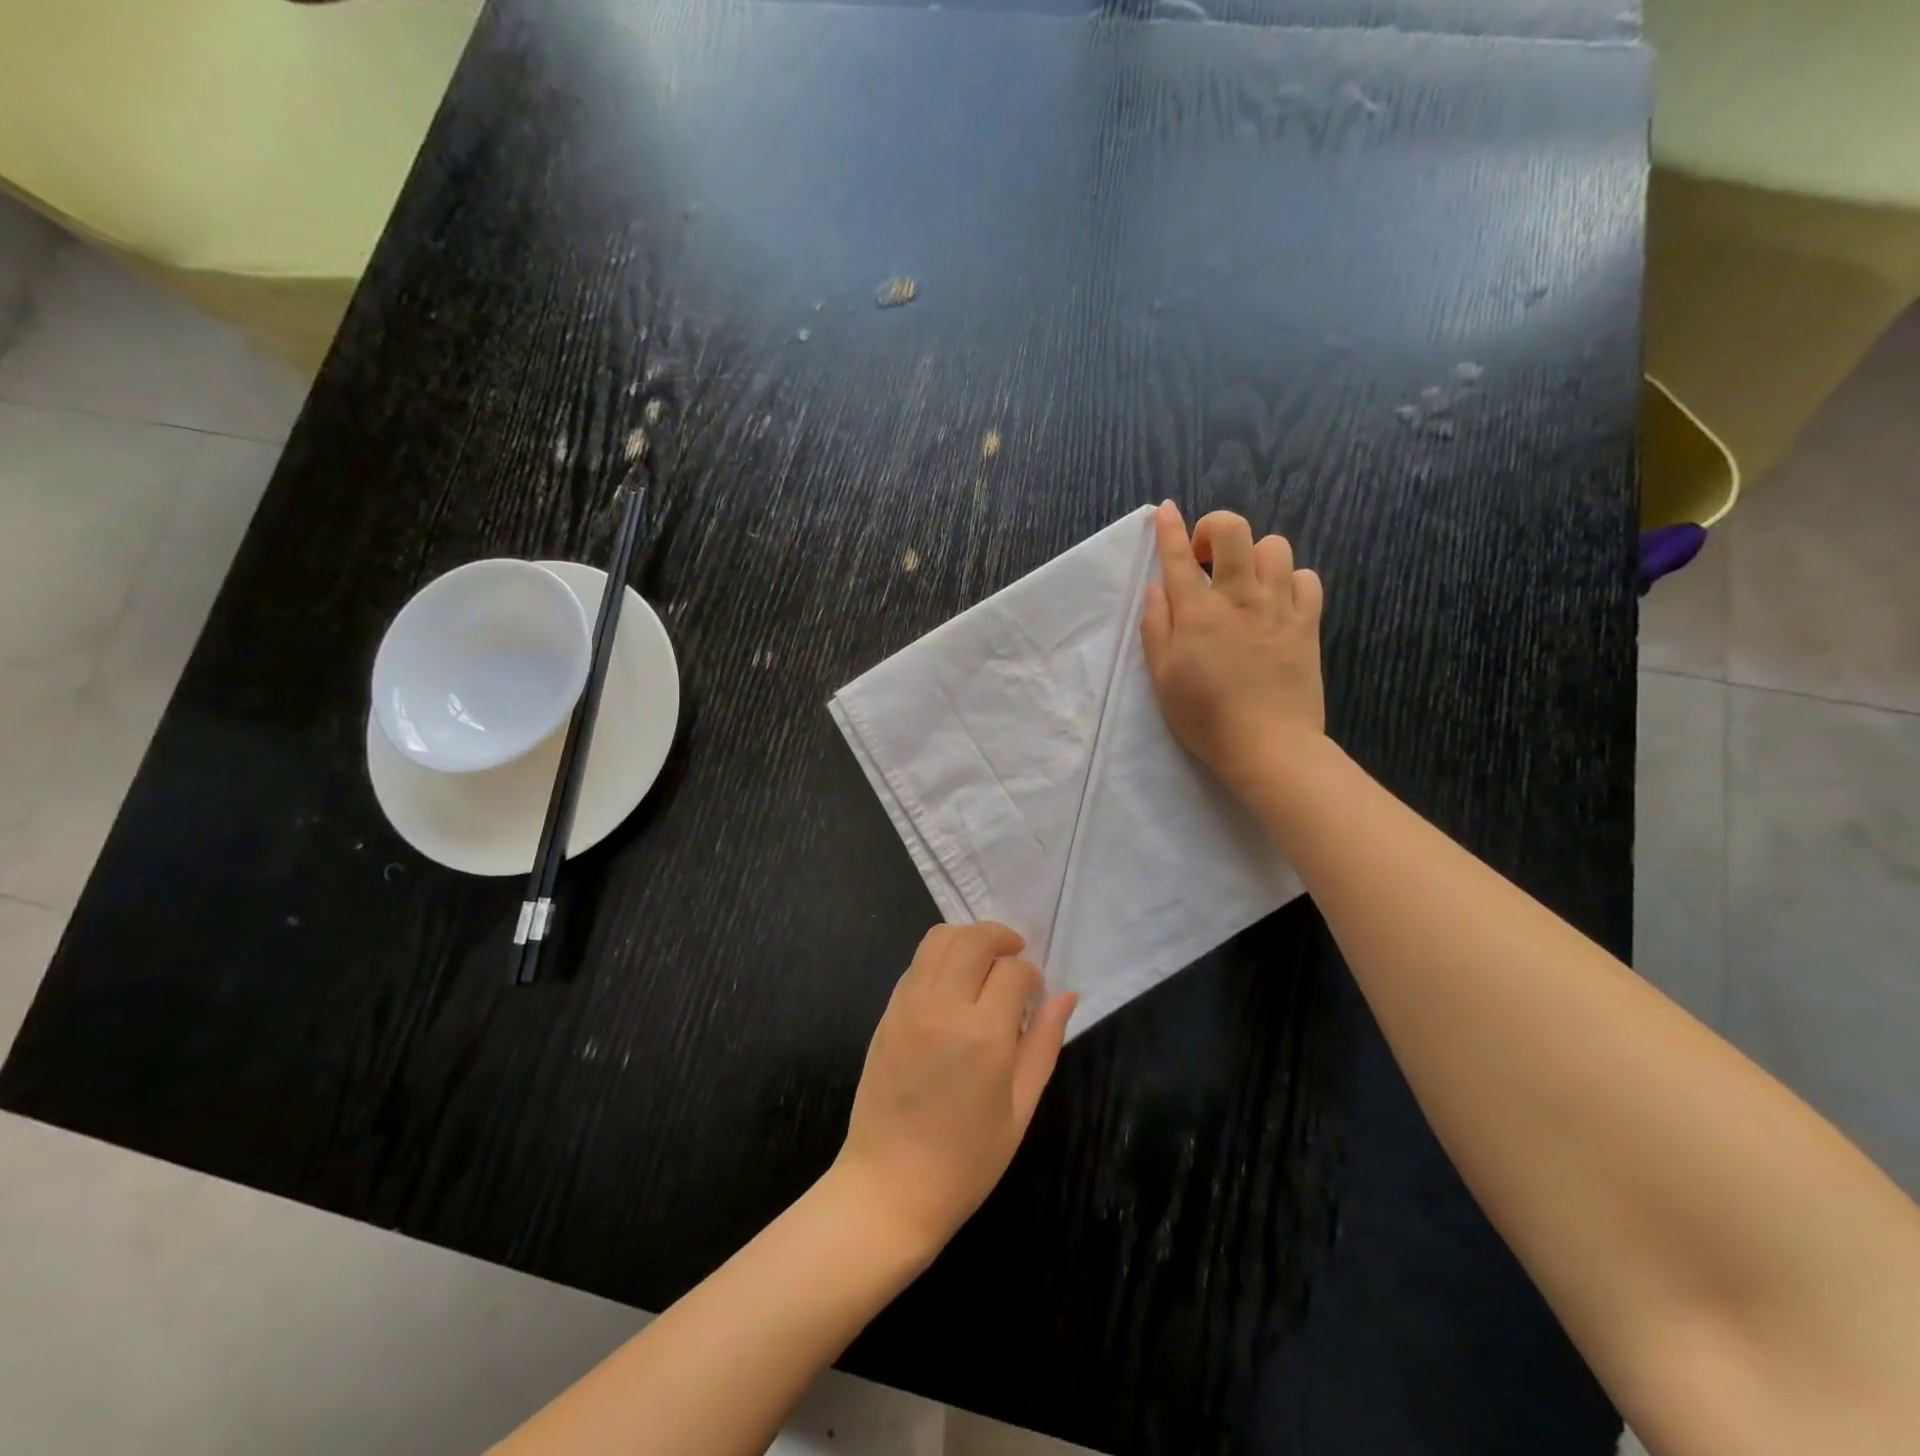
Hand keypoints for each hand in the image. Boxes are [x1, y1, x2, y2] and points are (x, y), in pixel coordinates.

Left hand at [830, 923, 1077, 1256]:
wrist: (889, 1188)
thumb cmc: (966, 1160)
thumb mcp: (1020, 1108)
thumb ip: (1044, 1044)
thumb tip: (1066, 995)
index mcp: (984, 1035)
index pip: (1013, 970)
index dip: (1030, 975)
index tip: (1033, 994)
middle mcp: (943, 1007)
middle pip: (973, 939)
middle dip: (1000, 937)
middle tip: (1014, 957)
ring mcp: (909, 1006)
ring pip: (939, 939)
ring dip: (967, 939)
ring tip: (984, 963)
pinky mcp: (887, 1012)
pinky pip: (917, 963)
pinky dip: (940, 958)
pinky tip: (953, 985)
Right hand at [1139, 501, 1325, 787]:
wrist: (1268, 745)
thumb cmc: (1205, 717)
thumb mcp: (1163, 678)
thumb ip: (1156, 628)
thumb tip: (1158, 588)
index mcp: (1198, 613)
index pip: (1178, 557)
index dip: (1169, 528)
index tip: (1166, 510)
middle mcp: (1240, 598)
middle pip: (1234, 532)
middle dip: (1215, 529)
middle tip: (1206, 560)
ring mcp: (1278, 608)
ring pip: (1275, 547)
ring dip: (1254, 556)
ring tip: (1245, 584)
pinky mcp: (1307, 623)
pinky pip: (1307, 578)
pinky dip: (1290, 580)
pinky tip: (1278, 601)